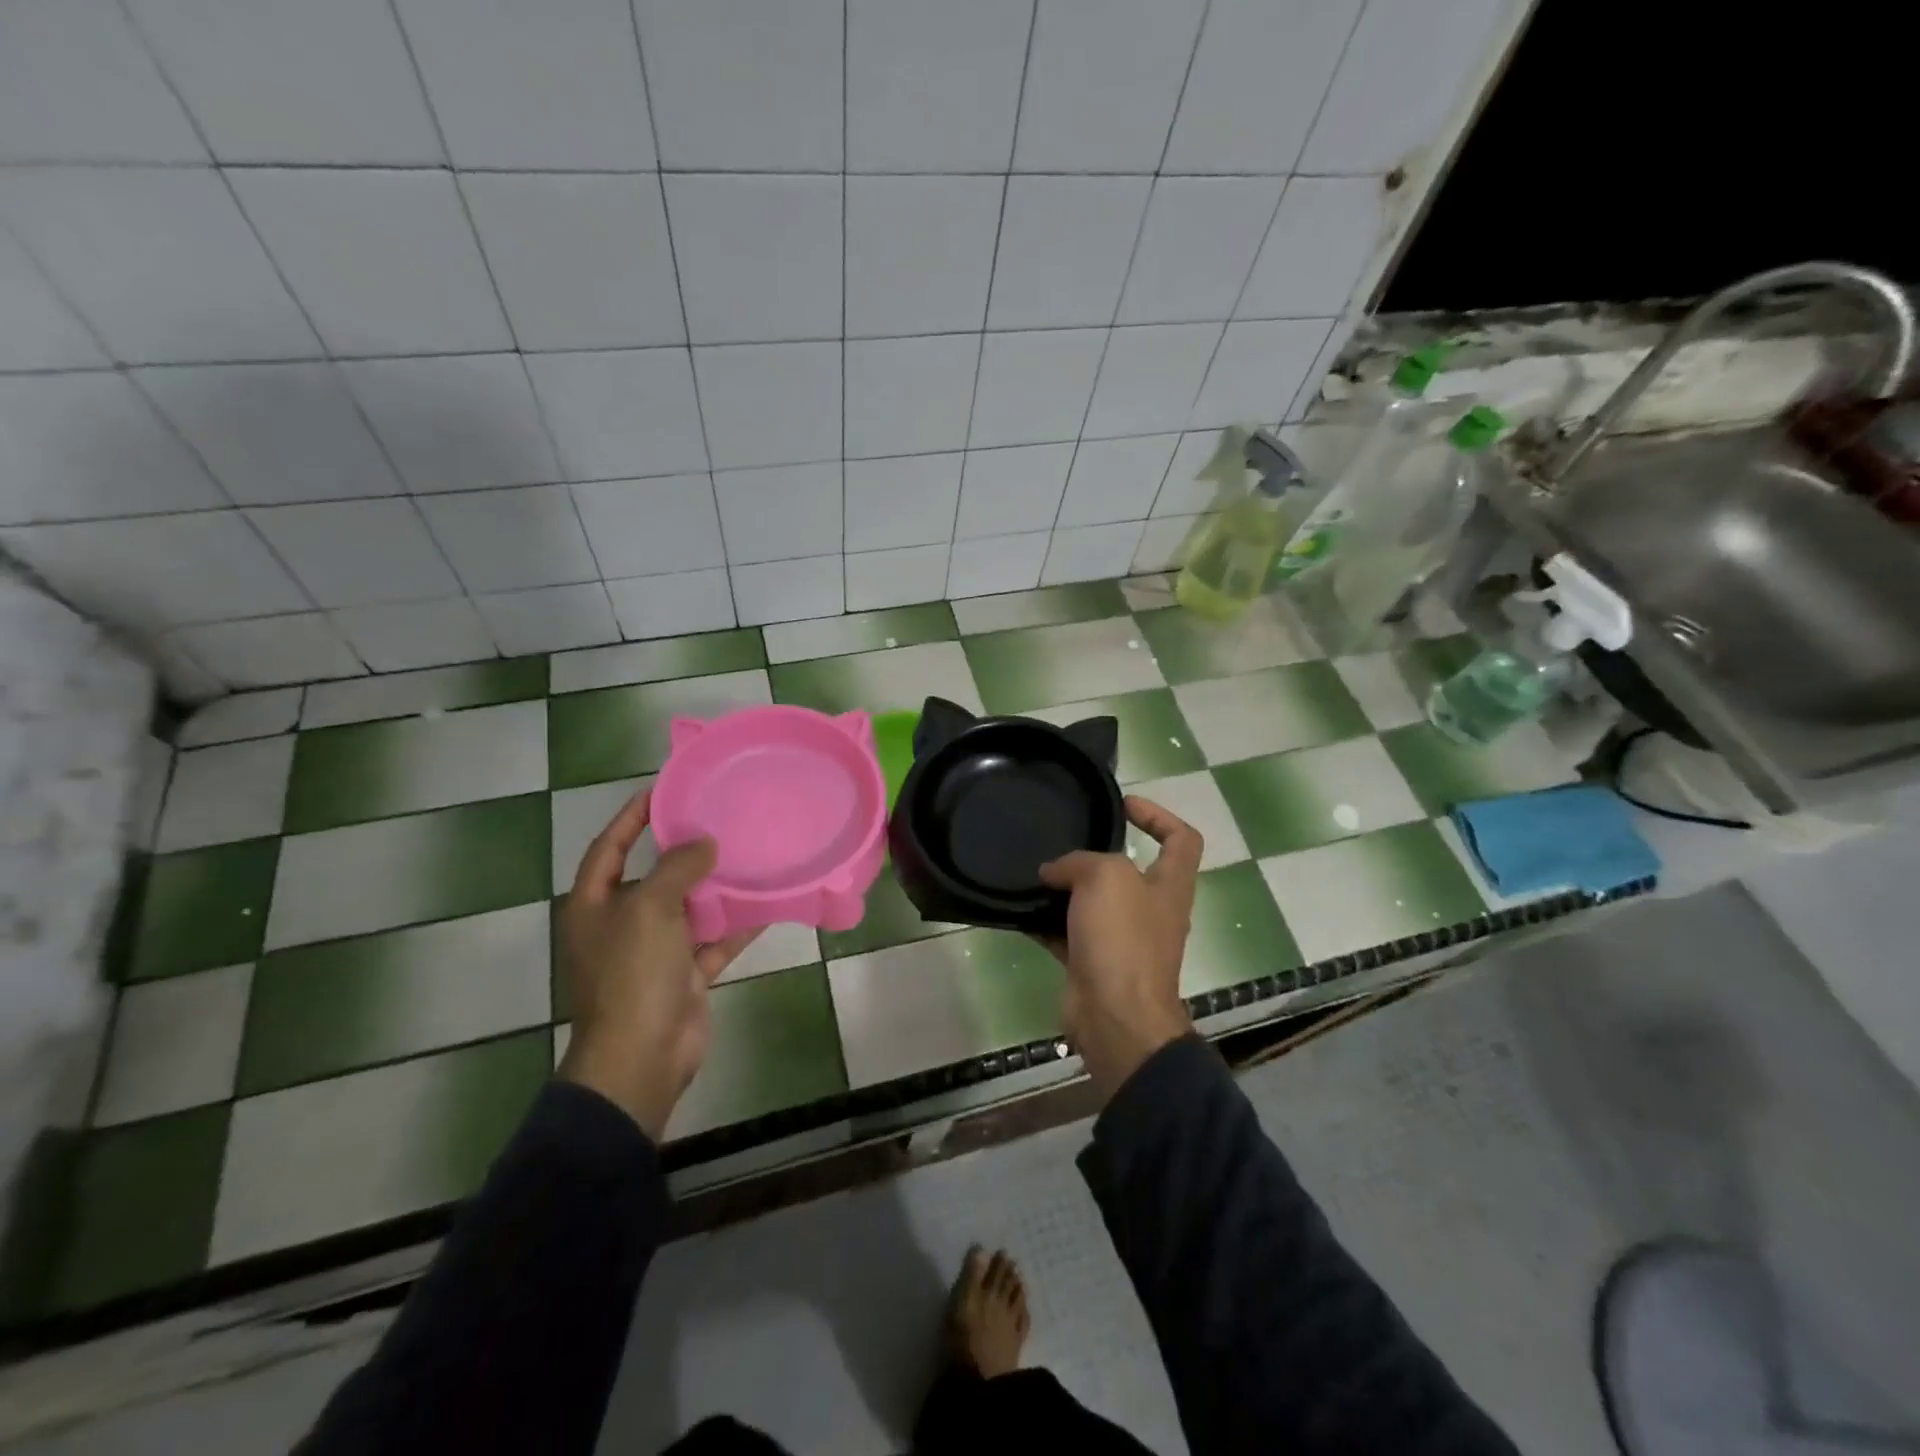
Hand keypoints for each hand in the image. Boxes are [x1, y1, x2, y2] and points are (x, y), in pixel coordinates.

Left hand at [556, 789, 758, 1139]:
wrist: (642, 1056)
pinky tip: (767, 903)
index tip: (663, 790)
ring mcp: (655, 952)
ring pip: (689, 908)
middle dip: (682, 851)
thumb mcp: (649, 909)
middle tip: (718, 818)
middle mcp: (622, 924)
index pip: (609, 847)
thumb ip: (676, 868)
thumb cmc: (633, 974)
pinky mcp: (686, 974)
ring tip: (747, 853)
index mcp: (595, 905)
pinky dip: (737, 924)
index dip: (631, 817)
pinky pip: (715, 940)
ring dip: (715, 886)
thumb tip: (704, 843)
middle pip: (653, 876)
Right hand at [1038, 796, 1200, 1100]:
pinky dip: (1045, 921)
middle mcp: (1151, 910)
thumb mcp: (1106, 878)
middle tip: (1064, 838)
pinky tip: (1019, 908)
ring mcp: (1123, 939)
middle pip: (1130, 870)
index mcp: (1170, 885)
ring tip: (1035, 869)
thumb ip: (1079, 861)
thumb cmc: (1123, 939)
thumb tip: (1054, 872)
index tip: (1122, 804)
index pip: (1181, 839)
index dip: (1158, 815)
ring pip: (1094, 902)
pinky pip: (1066, 933)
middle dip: (1097, 853)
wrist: (1115, 1017)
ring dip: (1066, 887)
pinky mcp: (1093, 963)